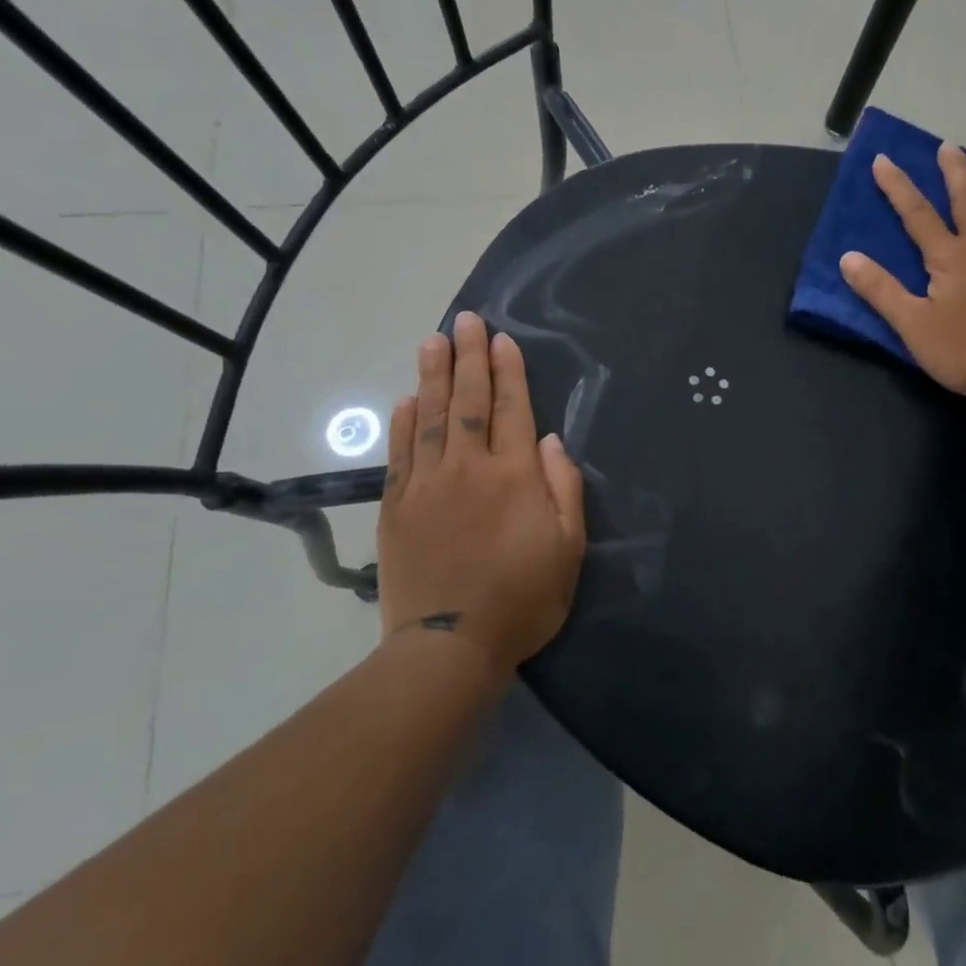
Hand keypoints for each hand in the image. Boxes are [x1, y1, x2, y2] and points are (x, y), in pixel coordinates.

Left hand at [374, 311, 586, 672]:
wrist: (449, 646)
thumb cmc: (523, 598)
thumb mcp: (568, 548)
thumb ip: (563, 489)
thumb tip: (552, 441)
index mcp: (514, 475)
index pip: (511, 409)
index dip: (508, 371)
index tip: (502, 339)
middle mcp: (468, 469)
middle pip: (468, 401)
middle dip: (470, 357)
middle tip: (466, 319)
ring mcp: (427, 485)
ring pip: (430, 417)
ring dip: (432, 375)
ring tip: (434, 340)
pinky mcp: (397, 508)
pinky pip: (400, 454)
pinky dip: (402, 422)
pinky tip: (406, 398)